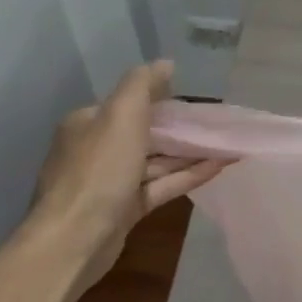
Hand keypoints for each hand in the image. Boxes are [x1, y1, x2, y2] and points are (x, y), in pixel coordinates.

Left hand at [26, 60, 230, 294]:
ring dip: (189, 153)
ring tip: (227, 144)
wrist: (74, 238)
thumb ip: (143, 85)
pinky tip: (218, 167)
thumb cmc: (99, 170)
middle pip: (145, 134)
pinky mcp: (125, 209)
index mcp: (88, 123)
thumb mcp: (122, 115)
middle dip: (180, 129)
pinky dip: (187, 175)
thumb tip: (165, 63)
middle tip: (217, 124)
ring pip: (156, 162)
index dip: (161, 100)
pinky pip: (161, 186)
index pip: (128, 104)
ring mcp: (111, 182)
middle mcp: (96, 150)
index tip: (195, 100)